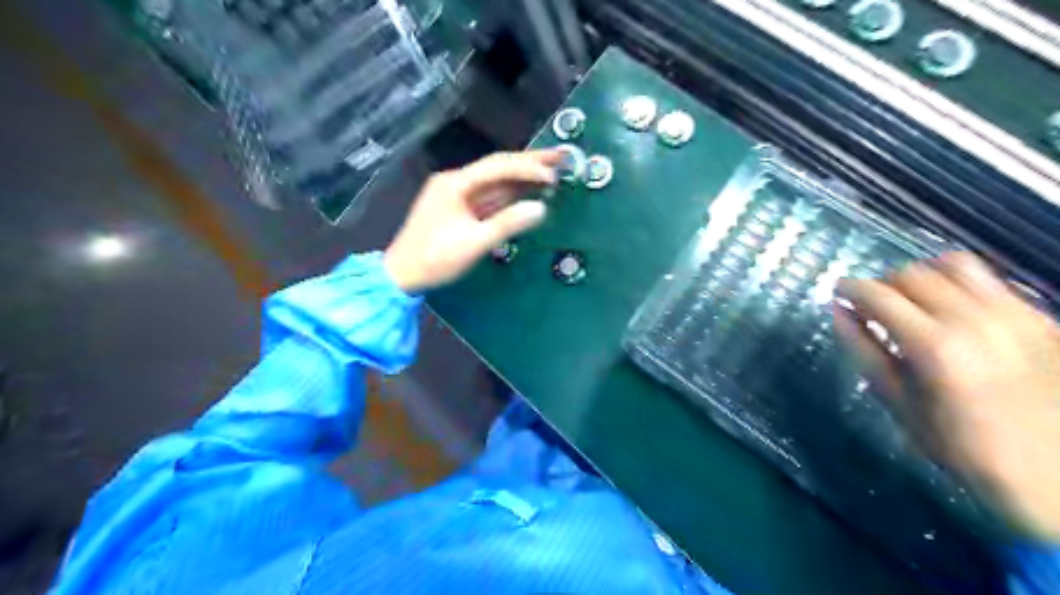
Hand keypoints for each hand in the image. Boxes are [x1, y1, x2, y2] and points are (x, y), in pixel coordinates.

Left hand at [385, 149, 561, 293]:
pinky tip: (530, 192)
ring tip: (554, 171)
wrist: (402, 275)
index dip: (528, 169)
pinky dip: (512, 195)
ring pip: (496, 181)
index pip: (497, 167)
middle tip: (563, 156)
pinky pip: (491, 197)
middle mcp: (457, 182)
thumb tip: (541, 209)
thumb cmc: (434, 259)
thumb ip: (507, 224)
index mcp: (455, 183)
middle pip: (499, 167)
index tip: (554, 175)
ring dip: (524, 177)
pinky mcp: (461, 209)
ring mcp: (458, 195)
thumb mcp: (472, 244)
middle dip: (531, 163)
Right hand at [838, 254, 1059, 539]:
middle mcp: (977, 320)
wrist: (1051, 473)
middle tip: (872, 305)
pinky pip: (989, 281)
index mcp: (936, 346)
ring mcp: (1015, 315)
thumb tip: (837, 310)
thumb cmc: (958, 445)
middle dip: (883, 283)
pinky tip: (951, 310)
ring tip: (913, 299)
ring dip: (922, 276)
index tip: (839, 291)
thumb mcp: (897, 401)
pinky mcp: (1039, 318)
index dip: (851, 288)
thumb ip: (863, 349)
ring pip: (954, 265)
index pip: (879, 294)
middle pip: (913, 273)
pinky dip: (958, 284)